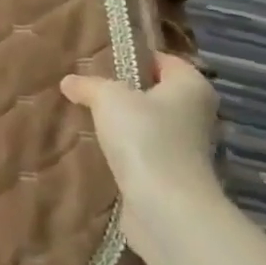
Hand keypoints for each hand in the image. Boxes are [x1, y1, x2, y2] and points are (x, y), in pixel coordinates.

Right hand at [60, 54, 221, 239]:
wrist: (165, 207)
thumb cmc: (145, 138)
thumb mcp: (108, 98)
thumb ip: (88, 85)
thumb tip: (69, 81)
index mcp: (192, 86)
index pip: (163, 60)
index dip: (132, 57)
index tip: (99, 60)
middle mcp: (195, 113)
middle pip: (154, 93)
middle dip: (122, 92)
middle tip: (85, 87)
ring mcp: (186, 147)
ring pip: (146, 124)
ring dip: (120, 124)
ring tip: (83, 117)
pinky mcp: (171, 175)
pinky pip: (141, 152)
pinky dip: (122, 150)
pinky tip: (95, 147)